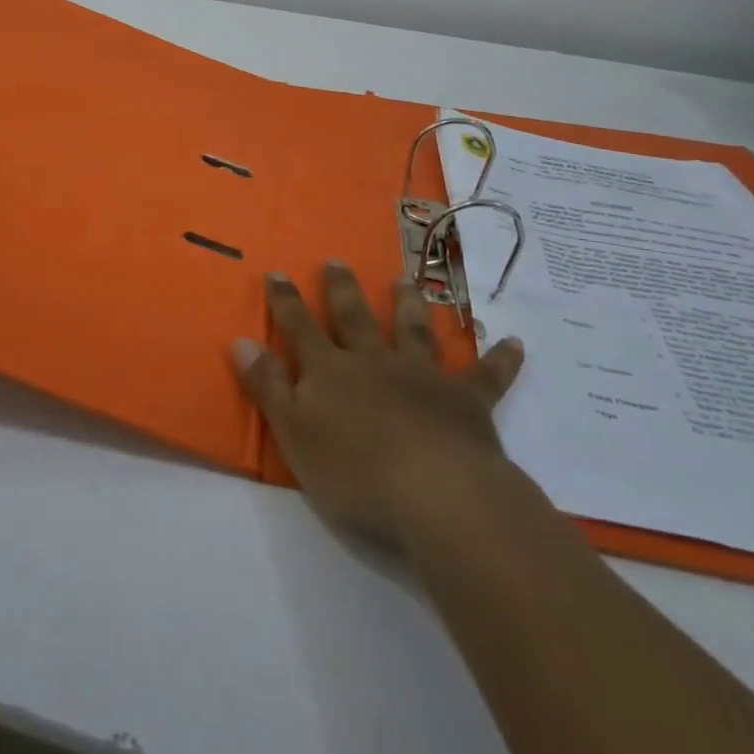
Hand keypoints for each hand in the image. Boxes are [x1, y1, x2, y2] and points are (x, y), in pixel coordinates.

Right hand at [232, 263, 524, 548]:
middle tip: (337, 260)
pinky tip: (513, 343)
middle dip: (342, 289)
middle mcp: (374, 361)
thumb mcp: (294, 434)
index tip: (278, 272)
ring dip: (408, 304)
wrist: (434, 494)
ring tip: (404, 278)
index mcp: (331, 371)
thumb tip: (240, 340)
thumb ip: (268, 386)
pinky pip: (486, 376)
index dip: (286, 300)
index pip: (299, 327)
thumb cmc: (353, 472)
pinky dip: (500, 360)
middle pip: (355, 317)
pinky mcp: (466, 401)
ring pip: (413, 331)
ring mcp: (423, 376)